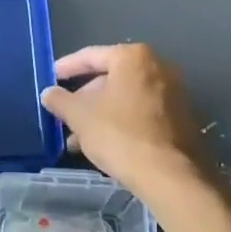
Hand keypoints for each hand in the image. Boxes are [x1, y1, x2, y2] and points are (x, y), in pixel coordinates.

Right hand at [40, 44, 205, 202]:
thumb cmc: (120, 135)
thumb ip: (60, 100)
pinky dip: (121, 121)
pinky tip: (104, 144)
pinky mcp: (181, 117)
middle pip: (110, 76)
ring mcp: (173, 92)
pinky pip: (141, 111)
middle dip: (85, 97)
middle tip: (65, 115)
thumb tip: (49, 93)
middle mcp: (157, 66)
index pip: (90, 55)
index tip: (51, 79)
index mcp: (133, 57)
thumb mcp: (80, 116)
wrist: (171, 176)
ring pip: (125, 97)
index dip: (66, 68)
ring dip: (100, 113)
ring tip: (78, 138)